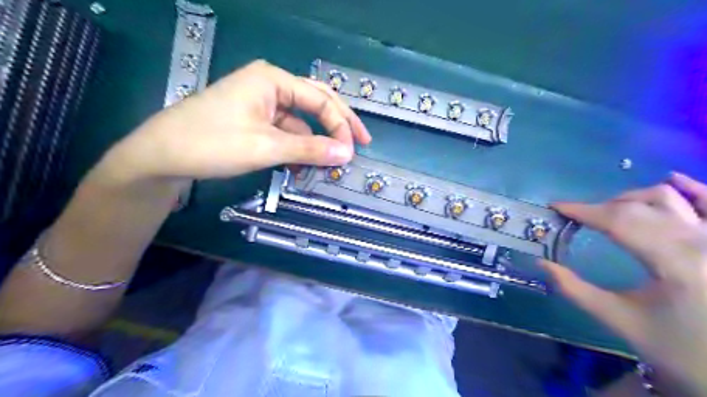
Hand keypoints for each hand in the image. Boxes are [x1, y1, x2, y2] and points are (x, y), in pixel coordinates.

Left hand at [103, 61, 371, 183]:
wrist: (161, 155)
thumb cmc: (212, 143)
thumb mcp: (266, 147)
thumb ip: (309, 150)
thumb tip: (346, 153)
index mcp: (274, 80)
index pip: (321, 100)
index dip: (342, 126)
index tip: (353, 151)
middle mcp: (271, 85)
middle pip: (316, 103)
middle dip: (338, 125)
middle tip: (360, 143)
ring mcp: (262, 103)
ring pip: (301, 122)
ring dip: (314, 143)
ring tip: (327, 165)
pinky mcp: (254, 120)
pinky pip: (286, 132)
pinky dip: (296, 149)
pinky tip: (300, 167)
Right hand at [542, 174, 706, 396]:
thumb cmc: (680, 349)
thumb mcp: (621, 320)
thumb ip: (575, 290)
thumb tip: (541, 264)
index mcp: (675, 263)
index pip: (619, 221)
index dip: (583, 210)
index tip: (556, 207)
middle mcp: (703, 242)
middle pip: (639, 206)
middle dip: (601, 207)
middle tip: (579, 218)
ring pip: (671, 198)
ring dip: (633, 198)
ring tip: (612, 209)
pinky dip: (692, 189)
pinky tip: (671, 180)